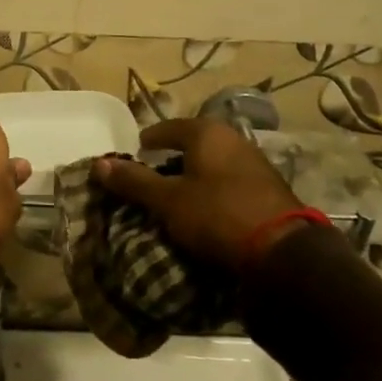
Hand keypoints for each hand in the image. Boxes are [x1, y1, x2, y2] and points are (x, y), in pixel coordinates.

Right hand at [90, 118, 303, 270]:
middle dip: (172, 158)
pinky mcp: (269, 189)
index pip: (169, 128)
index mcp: (207, 133)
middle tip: (153, 176)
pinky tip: (208, 210)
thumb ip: (134, 181)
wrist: (282, 252)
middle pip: (194, 144)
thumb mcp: (168, 201)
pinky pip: (230, 182)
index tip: (136, 151)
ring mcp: (255, 163)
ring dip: (195, 176)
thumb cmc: (217, 215)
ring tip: (177, 197)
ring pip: (214, 164)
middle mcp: (233, 139)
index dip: (149, 140)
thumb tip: (98, 164)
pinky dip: (214, 190)